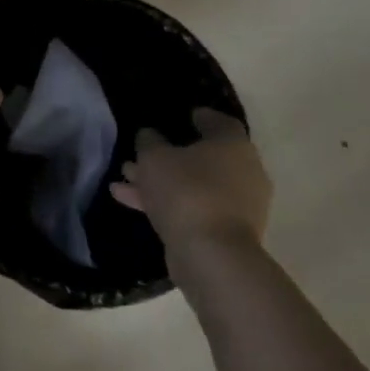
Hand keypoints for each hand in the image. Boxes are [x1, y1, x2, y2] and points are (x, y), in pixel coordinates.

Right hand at [109, 108, 271, 259]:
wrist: (211, 255)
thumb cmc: (186, 191)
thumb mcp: (155, 158)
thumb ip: (149, 142)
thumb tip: (150, 136)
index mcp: (234, 146)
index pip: (221, 123)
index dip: (202, 117)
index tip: (185, 116)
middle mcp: (243, 173)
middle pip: (203, 157)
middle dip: (169, 155)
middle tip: (143, 152)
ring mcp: (236, 205)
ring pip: (193, 184)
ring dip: (160, 180)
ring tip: (125, 176)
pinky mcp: (224, 231)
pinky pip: (191, 207)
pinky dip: (165, 202)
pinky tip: (127, 199)